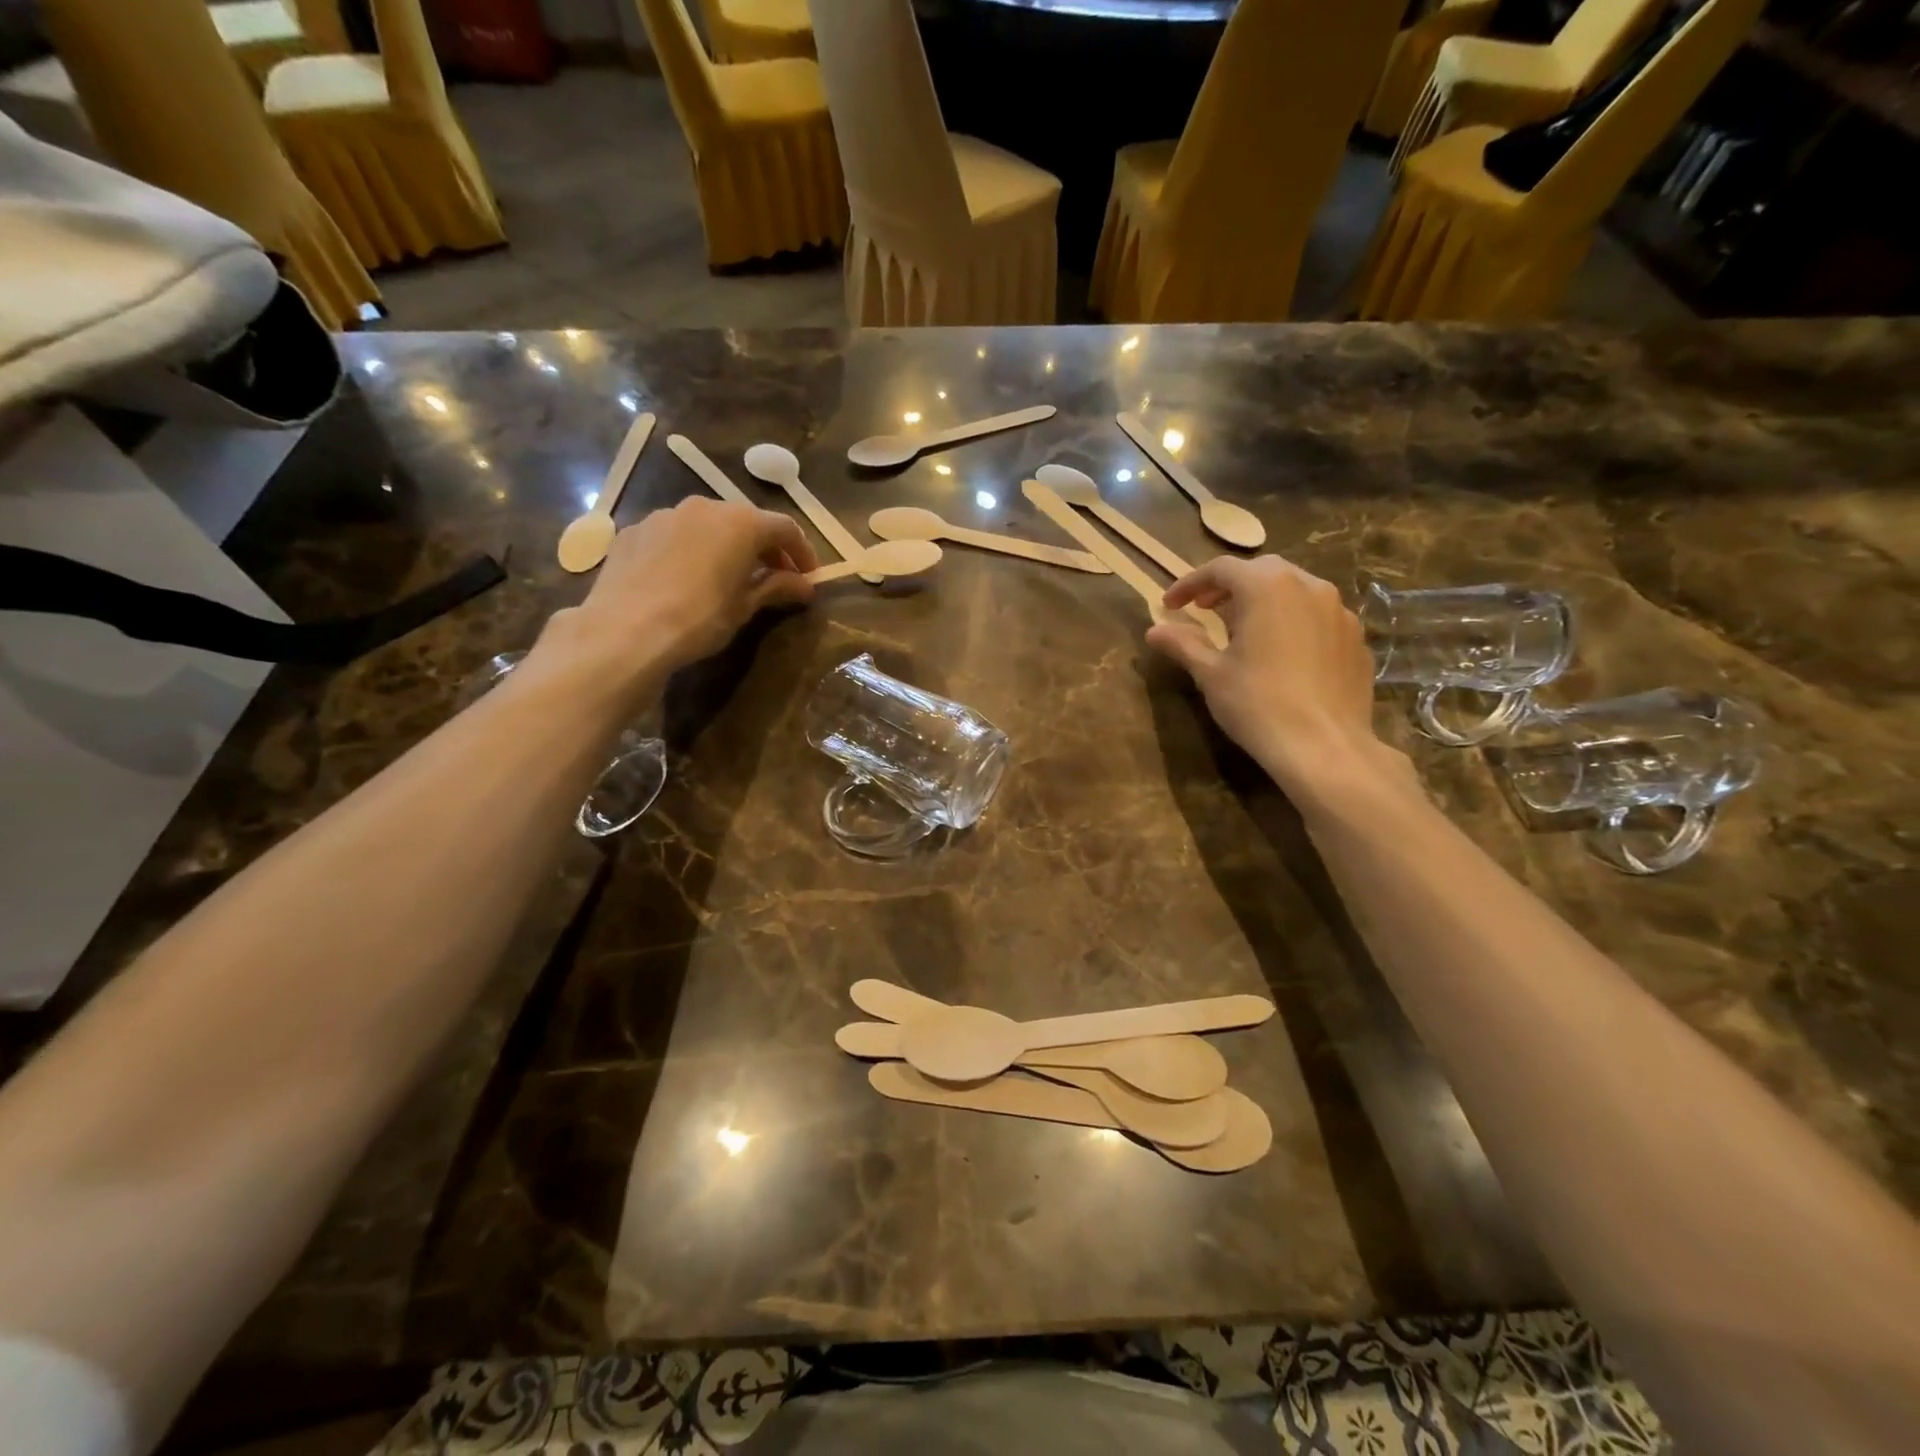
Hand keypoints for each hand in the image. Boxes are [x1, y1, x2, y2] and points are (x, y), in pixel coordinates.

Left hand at [539, 498, 817, 697]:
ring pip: (707, 526)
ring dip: (725, 546)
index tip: (809, 577)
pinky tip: (686, 579)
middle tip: (774, 577)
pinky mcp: (634, 531)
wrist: (626, 630)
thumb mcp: (745, 607)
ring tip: (728, 577)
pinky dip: (690, 551)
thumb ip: (777, 588)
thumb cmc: (700, 618)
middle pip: (746, 521)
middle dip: (764, 548)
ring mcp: (665, 515)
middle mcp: (705, 507)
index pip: (785, 528)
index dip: (803, 553)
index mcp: (741, 522)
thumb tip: (805, 586)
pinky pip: (674, 536)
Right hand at [1146, 555, 1398, 803]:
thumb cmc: (1257, 704)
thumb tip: (1154, 630)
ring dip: (1264, 601)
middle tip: (1206, 610)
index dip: (1190, 584)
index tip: (1170, 605)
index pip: (1221, 569)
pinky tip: (1282, 653)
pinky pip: (1318, 617)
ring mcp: (1340, 611)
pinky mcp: (1356, 638)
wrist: (1324, 746)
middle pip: (1261, 572)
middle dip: (1229, 587)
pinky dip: (1293, 622)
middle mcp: (1308, 586)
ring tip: (1245, 630)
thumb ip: (1183, 644)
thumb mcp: (1210, 673)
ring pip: (1295, 591)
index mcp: (1267, 588)